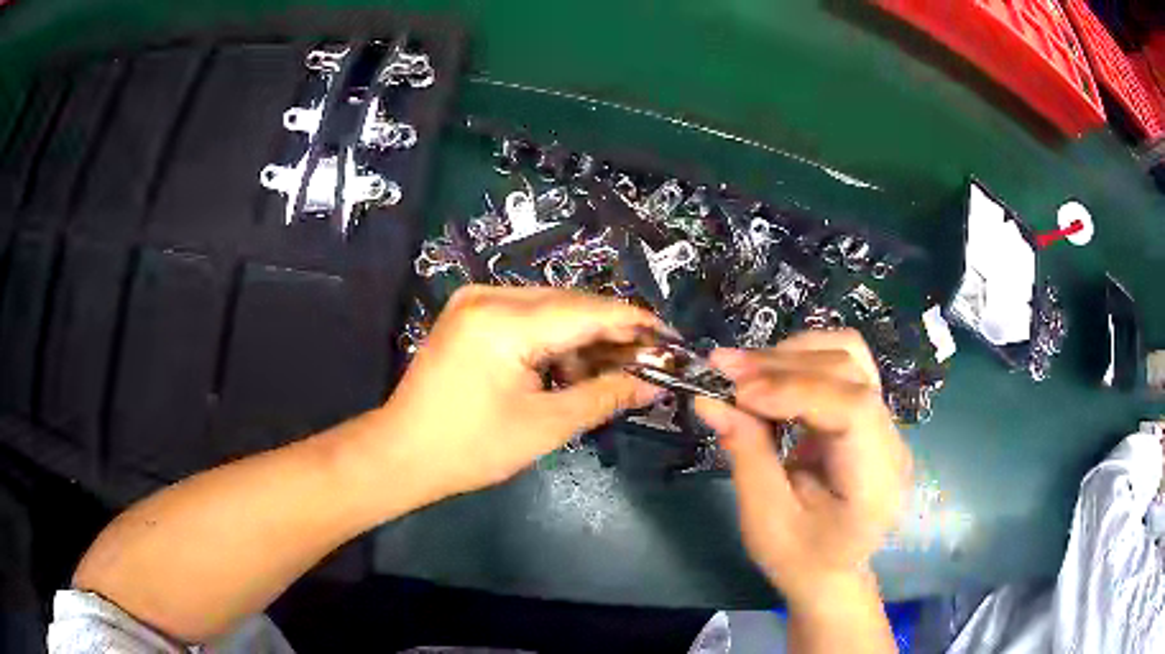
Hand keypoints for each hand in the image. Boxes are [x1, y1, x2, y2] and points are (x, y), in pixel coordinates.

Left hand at [379, 285, 662, 500]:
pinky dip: (555, 338)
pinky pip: (527, 316)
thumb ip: (604, 396)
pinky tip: (572, 366)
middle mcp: (489, 296)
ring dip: (584, 336)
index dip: (634, 323)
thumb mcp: (545, 425)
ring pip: (550, 308)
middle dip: (611, 331)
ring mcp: (475, 302)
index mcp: (504, 321)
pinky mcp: (470, 315)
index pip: (587, 311)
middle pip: (570, 304)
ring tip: (614, 368)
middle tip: (647, 359)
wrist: (402, 453)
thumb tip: (653, 383)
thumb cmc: (471, 447)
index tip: (670, 338)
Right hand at [694, 330, 910, 605]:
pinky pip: (843, 366)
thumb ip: (746, 454)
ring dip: (793, 354)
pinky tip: (771, 377)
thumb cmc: (799, 558)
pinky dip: (802, 360)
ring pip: (850, 355)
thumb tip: (708, 400)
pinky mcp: (870, 414)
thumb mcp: (764, 519)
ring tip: (746, 371)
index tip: (739, 393)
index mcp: (875, 482)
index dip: (796, 390)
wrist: (832, 570)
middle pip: (851, 371)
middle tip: (726, 370)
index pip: (854, 409)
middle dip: (785, 365)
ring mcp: (886, 423)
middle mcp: (892, 442)